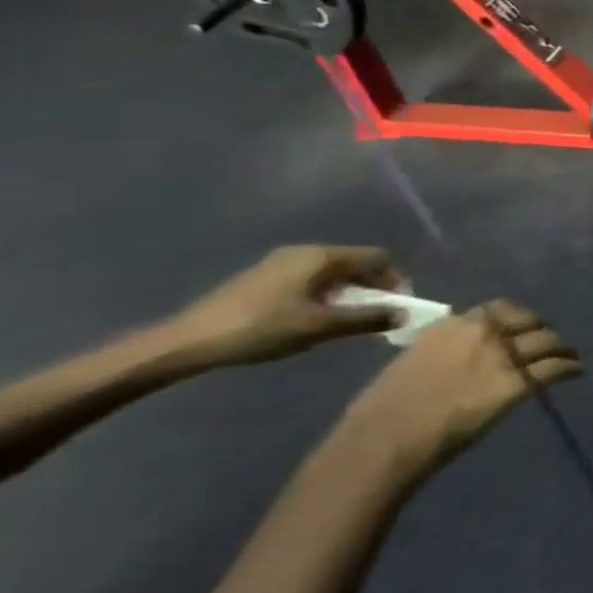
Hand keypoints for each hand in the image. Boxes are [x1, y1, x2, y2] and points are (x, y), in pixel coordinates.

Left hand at [166, 245, 404, 366]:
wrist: (187, 342)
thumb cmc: (261, 328)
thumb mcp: (321, 326)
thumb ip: (368, 318)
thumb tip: (406, 315)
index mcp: (322, 256)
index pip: (377, 258)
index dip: (394, 280)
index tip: (397, 307)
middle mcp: (305, 251)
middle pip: (355, 263)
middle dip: (372, 287)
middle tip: (376, 316)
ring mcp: (281, 262)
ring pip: (332, 272)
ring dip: (348, 293)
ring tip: (346, 320)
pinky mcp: (264, 277)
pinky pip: (311, 279)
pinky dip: (325, 295)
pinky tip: (314, 318)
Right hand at [343, 301, 579, 477]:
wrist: (385, 437)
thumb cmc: (383, 409)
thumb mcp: (412, 361)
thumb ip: (441, 351)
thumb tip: (456, 357)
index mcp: (453, 325)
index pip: (498, 309)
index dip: (516, 317)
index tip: (521, 326)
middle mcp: (484, 334)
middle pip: (529, 322)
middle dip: (542, 330)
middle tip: (549, 341)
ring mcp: (503, 357)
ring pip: (547, 342)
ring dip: (561, 347)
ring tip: (570, 354)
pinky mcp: (516, 384)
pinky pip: (553, 369)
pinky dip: (569, 367)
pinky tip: (576, 371)